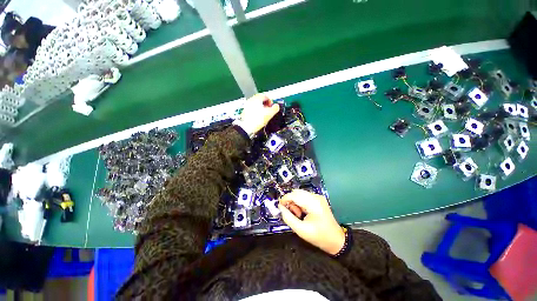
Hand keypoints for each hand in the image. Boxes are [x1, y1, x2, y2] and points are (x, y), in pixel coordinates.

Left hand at [236, 94, 279, 135]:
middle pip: (260, 100)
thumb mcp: (270, 113)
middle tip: (269, 111)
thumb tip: (276, 106)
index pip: (266, 96)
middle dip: (265, 105)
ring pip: (256, 105)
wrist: (246, 127)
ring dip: (261, 109)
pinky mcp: (245, 112)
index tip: (272, 107)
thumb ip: (275, 108)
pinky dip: (256, 112)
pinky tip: (258, 118)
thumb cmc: (257, 120)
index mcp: (257, 98)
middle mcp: (251, 100)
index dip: (270, 101)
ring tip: (264, 115)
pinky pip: (252, 110)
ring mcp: (247, 106)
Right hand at [278, 189, 345, 254]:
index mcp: (313, 203)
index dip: (285, 199)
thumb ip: (288, 217)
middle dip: (290, 201)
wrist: (336, 240)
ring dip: (295, 202)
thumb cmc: (319, 236)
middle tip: (291, 213)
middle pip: (297, 192)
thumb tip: (281, 208)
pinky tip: (303, 212)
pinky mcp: (319, 199)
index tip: (280, 207)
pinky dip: (300, 202)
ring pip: (300, 194)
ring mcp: (318, 197)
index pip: (294, 195)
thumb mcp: (301, 230)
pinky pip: (305, 197)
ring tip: (298, 214)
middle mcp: (316, 197)